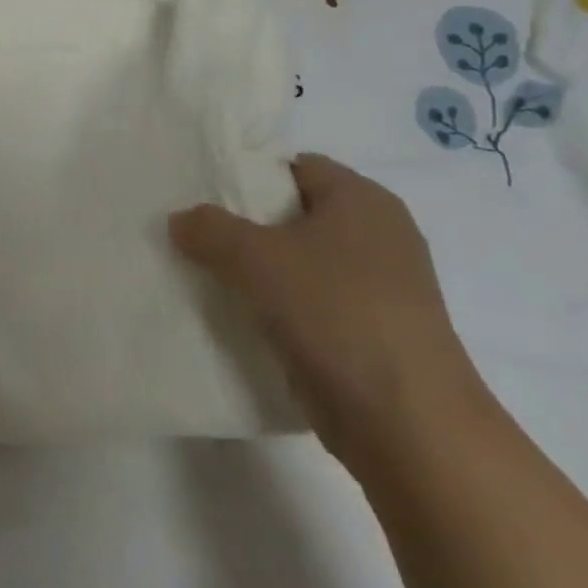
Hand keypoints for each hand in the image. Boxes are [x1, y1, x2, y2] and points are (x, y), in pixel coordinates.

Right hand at [169, 154, 490, 470]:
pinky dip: (273, 303)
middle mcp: (377, 235)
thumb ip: (209, 228)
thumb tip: (181, 220)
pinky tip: (235, 313)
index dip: (247, 175)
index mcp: (362, 200)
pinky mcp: (368, 330)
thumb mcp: (255, 257)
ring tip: (203, 272)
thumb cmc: (336, 313)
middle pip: (292, 214)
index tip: (201, 194)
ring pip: (297, 261)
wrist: (406, 421)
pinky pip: (307, 300)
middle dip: (242, 224)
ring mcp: (376, 287)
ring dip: (254, 268)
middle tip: (192, 233)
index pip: (294, 167)